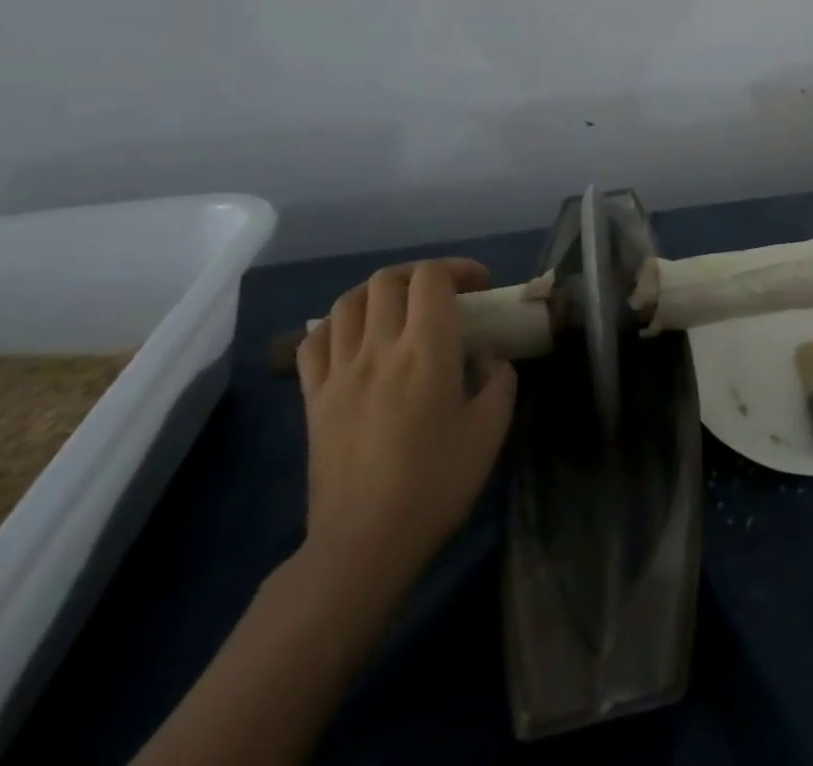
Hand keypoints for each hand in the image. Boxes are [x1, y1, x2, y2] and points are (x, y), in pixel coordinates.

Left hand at [294, 258, 516, 602]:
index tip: (480, 288)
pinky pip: (314, 341)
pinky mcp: (313, 398)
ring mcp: (339, 372)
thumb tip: (488, 354)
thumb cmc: (436, 483)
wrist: (364, 544)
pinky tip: (354, 338)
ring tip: (399, 308)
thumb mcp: (492, 428)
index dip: (459, 269)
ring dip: (379, 292)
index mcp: (426, 350)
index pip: (432, 278)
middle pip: (389, 280)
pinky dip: (336, 325)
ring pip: (348, 302)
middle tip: (444, 293)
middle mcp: (379, 348)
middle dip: (421, 274)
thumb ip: (499, 378)